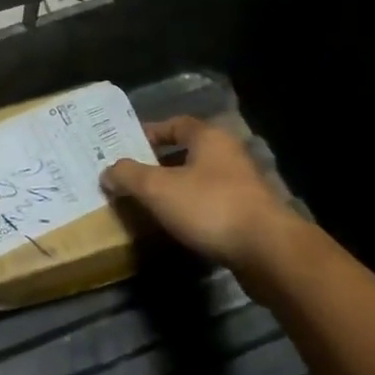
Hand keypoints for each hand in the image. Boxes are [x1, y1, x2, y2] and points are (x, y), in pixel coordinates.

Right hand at [102, 117, 300, 269]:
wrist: (267, 251)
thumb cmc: (209, 207)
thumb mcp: (157, 188)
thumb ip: (128, 175)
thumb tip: (107, 171)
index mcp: (209, 138)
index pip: (175, 124)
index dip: (149, 132)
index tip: (127, 147)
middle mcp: (229, 155)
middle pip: (187, 152)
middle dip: (158, 164)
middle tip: (131, 177)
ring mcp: (243, 185)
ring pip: (199, 180)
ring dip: (175, 189)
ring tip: (148, 204)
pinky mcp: (249, 215)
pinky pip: (211, 204)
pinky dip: (191, 210)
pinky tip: (176, 226)